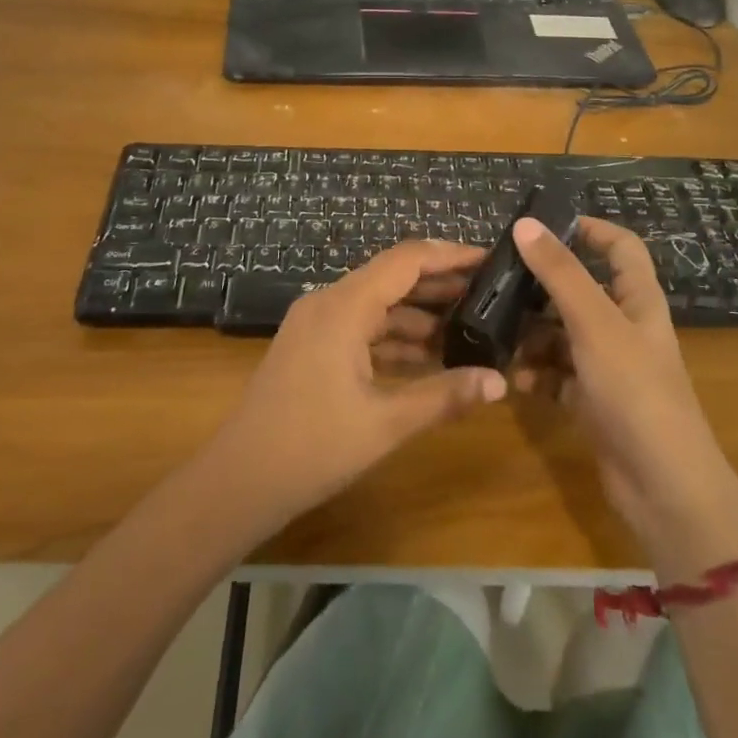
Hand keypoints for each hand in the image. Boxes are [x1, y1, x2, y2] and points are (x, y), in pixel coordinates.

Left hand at [203, 241, 508, 532]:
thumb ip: (444, 396)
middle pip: (393, 278)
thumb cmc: (312, 447)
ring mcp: (317, 324)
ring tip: (469, 328)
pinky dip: (394, 337)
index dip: (450, 255)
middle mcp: (329, 302)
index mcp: (344, 306)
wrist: (238, 481)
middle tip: (489, 295)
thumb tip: (499, 381)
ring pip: (378, 305)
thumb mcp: (385, 423)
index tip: (490, 259)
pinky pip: (362, 328)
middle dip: (440, 285)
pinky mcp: (312, 347)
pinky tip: (428, 357)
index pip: (407, 260)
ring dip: (419, 315)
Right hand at [511, 216, 737, 579]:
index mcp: (638, 300)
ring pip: (563, 334)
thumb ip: (560, 273)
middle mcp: (624, 328)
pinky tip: (516, 381)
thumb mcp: (595, 324)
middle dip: (541, 288)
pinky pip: (558, 376)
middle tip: (498, 285)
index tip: (543, 227)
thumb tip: (526, 223)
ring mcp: (609, 367)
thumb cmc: (635, 391)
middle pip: (581, 291)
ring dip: (532, 335)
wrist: (664, 489)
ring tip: (498, 337)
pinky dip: (538, 374)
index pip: (621, 248)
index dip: (589, 230)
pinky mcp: (594, 402)